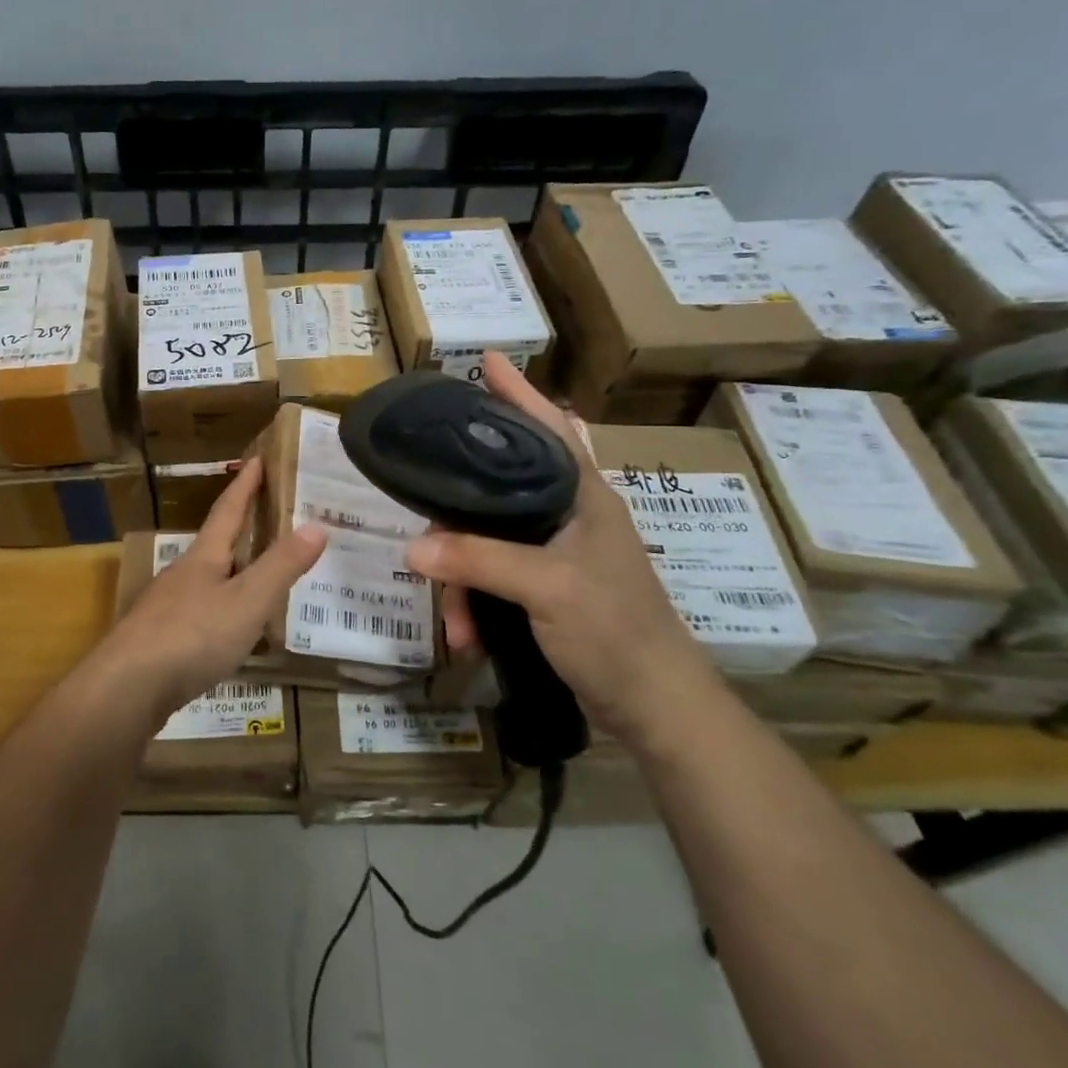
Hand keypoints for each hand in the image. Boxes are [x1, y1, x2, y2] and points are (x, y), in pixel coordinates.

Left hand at [94, 457, 326, 725]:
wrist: (126, 688)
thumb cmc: (192, 636)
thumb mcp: (247, 601)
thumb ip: (281, 566)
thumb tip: (317, 525)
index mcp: (203, 557)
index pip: (228, 510)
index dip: (245, 484)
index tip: (258, 458)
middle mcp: (181, 574)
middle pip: (214, 544)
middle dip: (240, 528)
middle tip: (268, 517)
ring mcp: (165, 608)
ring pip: (205, 581)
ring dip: (230, 573)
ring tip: (257, 576)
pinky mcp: (158, 640)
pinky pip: (197, 615)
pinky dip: (220, 611)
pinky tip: (228, 631)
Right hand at [403, 353, 719, 745]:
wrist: (655, 707)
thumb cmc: (615, 630)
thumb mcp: (546, 588)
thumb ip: (479, 561)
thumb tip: (412, 549)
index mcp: (583, 495)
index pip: (549, 426)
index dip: (518, 392)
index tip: (485, 360)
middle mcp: (568, 514)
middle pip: (497, 489)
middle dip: (457, 520)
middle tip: (428, 534)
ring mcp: (556, 553)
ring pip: (487, 540)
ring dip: (462, 579)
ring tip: (454, 620)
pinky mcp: (545, 587)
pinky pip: (492, 577)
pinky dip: (475, 604)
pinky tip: (467, 635)